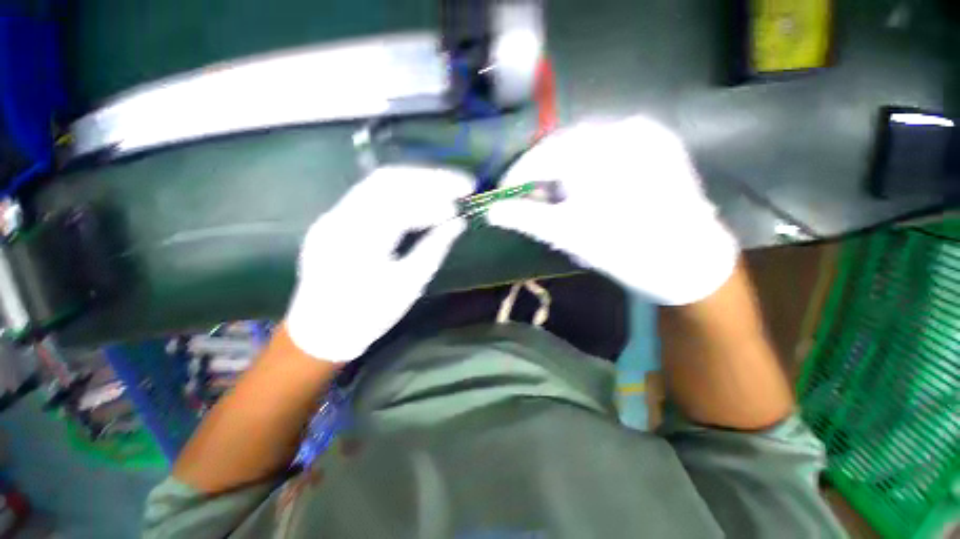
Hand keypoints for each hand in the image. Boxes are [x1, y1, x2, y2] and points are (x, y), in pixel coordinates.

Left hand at [286, 166, 473, 361]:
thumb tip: (458, 223)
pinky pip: (371, 197)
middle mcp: (339, 218)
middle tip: (459, 184)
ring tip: (445, 190)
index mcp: (358, 240)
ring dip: (415, 183)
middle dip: (428, 178)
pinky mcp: (334, 220)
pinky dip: (401, 195)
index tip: (464, 195)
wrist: (322, 332)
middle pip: (387, 179)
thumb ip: (435, 248)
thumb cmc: (369, 315)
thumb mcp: (409, 285)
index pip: (400, 199)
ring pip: (378, 184)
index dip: (436, 193)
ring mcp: (333, 216)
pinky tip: (420, 202)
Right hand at [487, 116, 738, 304]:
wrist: (689, 261)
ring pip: (585, 145)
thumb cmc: (623, 249)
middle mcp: (622, 127)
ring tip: (559, 197)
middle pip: (562, 146)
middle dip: (541, 173)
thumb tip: (490, 211)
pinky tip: (588, 189)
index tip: (503, 194)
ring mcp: (645, 132)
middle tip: (531, 199)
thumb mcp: (566, 234)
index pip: (540, 155)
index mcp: (599, 149)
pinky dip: (589, 165)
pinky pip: (609, 147)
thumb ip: (524, 218)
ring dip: (564, 169)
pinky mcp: (658, 142)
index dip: (516, 175)